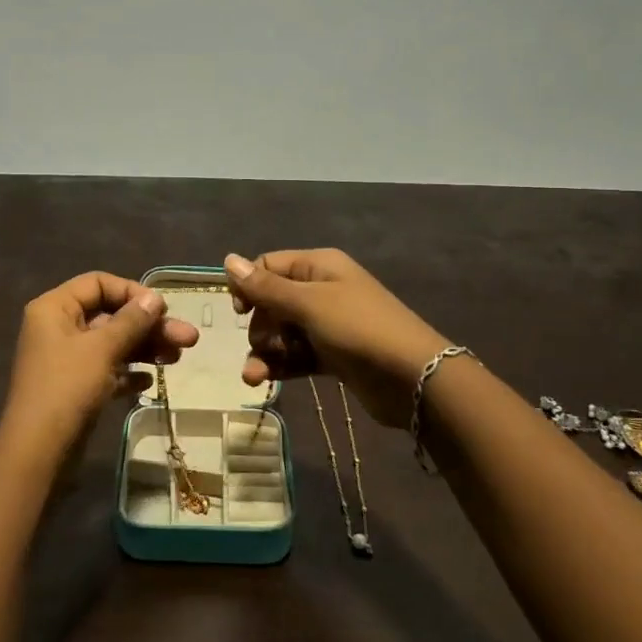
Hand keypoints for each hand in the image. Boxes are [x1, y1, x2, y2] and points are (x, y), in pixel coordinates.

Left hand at [0, 271, 199, 467]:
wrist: (38, 451)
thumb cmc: (67, 388)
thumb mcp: (102, 349)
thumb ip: (131, 321)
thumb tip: (154, 298)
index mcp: (55, 308)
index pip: (98, 283)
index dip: (132, 292)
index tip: (162, 310)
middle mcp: (58, 327)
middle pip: (110, 315)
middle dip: (149, 326)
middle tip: (188, 338)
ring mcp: (66, 358)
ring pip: (112, 343)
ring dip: (145, 348)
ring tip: (178, 358)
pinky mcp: (75, 386)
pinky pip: (106, 369)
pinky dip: (128, 371)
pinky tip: (150, 380)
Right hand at [225, 250, 450, 427]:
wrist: (414, 379)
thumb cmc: (358, 329)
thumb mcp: (308, 304)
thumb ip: (265, 287)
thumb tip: (227, 260)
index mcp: (318, 266)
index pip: (268, 266)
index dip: (249, 286)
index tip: (240, 312)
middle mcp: (321, 290)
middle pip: (272, 301)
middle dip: (259, 325)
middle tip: (264, 344)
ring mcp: (328, 324)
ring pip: (282, 332)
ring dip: (265, 351)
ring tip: (254, 376)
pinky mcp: (332, 355)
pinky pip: (296, 355)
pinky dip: (280, 365)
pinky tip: (263, 381)